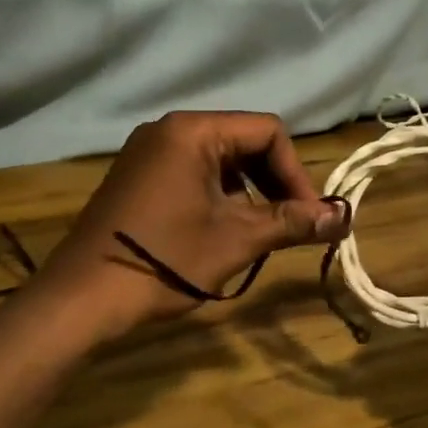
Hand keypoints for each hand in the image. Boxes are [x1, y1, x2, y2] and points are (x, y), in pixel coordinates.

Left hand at [37, 111, 349, 336]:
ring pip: (218, 159)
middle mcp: (167, 130)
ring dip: (247, 192)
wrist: (82, 298)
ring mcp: (146, 152)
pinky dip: (217, 196)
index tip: (308, 216)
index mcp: (192, 131)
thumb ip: (292, 223)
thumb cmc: (164, 260)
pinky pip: (190, 172)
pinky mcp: (135, 176)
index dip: (296, 173)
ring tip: (255, 233)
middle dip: (273, 182)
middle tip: (289, 225)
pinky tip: (218, 232)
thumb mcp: (235, 241)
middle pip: (242, 141)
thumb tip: (345, 217)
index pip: (267, 131)